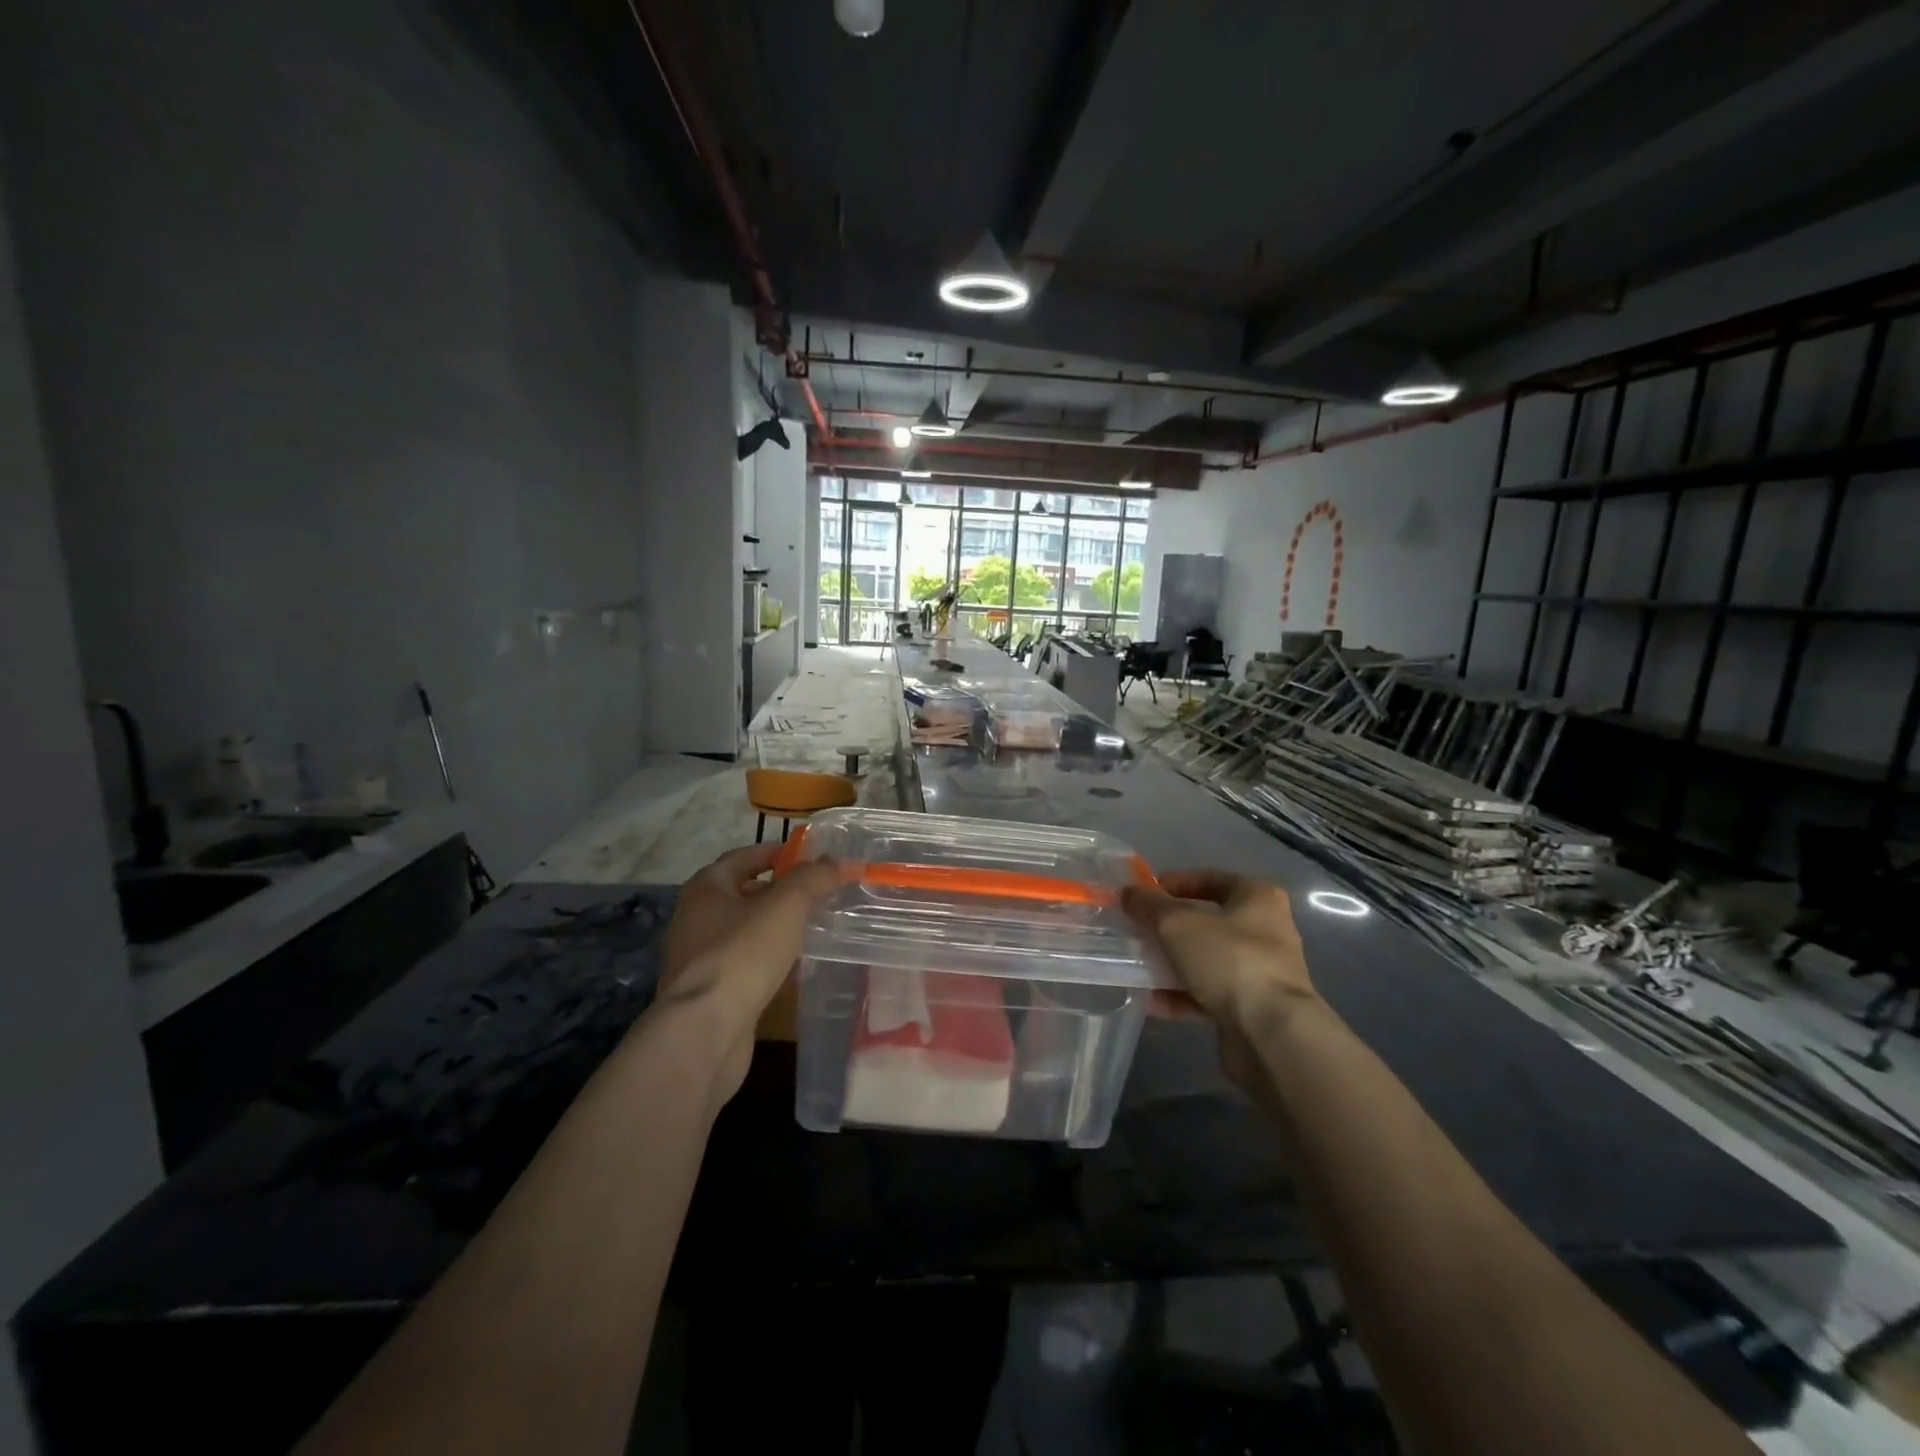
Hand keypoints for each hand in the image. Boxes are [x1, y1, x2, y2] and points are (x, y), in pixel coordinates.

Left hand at [651, 844, 839, 1096]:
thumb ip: (813, 879)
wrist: (704, 1031)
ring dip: (777, 927)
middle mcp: (696, 917)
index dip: (778, 852)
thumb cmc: (742, 955)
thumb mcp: (786, 906)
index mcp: (706, 887)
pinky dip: (769, 958)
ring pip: (746, 930)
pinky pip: (745, 963)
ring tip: (814, 927)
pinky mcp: (709, 991)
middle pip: (744, 893)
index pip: (744, 856)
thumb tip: (838, 863)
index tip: (811, 857)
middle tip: (819, 893)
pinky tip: (795, 967)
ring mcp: (699, 957)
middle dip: (781, 891)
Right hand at [1122, 870, 1322, 1090]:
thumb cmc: (1228, 959)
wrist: (1270, 1033)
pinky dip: (1181, 996)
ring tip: (1139, 967)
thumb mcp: (1177, 923)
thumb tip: (1129, 892)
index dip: (1173, 883)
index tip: (1142, 895)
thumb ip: (1148, 905)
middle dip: (1169, 927)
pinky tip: (1153, 1001)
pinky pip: (1209, 993)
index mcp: (1257, 898)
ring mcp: (1260, 972)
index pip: (1209, 879)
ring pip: (1206, 959)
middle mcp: (1265, 931)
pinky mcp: (1252, 1008)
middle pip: (1207, 921)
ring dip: (1172, 963)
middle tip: (1138, 931)